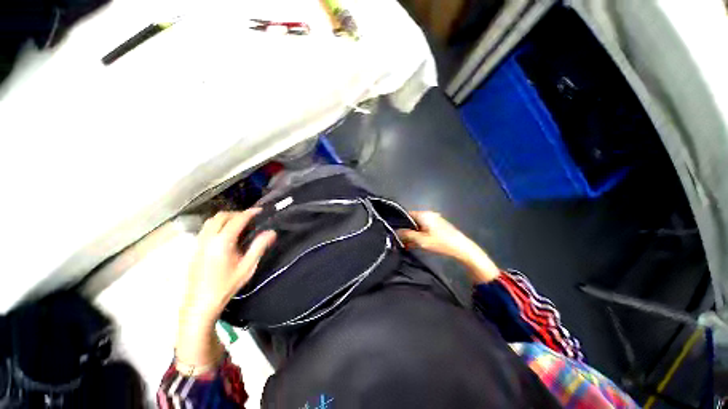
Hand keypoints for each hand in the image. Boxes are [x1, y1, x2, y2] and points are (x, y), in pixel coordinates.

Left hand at [176, 209, 275, 370]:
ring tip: (239, 224)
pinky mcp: (195, 248)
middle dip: (237, 213)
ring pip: (211, 221)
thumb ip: (259, 247)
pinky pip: (207, 228)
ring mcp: (199, 243)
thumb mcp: (247, 267)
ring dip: (226, 218)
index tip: (260, 210)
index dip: (249, 213)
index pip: (237, 220)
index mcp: (222, 242)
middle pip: (221, 216)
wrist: (200, 303)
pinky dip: (218, 224)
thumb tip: (271, 232)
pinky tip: (226, 235)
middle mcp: (208, 238)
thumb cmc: (226, 286)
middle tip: (250, 218)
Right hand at [397, 211, 499, 282]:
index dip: (399, 222)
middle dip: (405, 230)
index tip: (394, 231)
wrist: (461, 248)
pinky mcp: (438, 226)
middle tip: (399, 240)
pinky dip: (419, 235)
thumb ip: (407, 235)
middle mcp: (428, 215)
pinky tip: (415, 244)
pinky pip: (424, 229)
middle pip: (412, 221)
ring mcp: (434, 220)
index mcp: (424, 215)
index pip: (406, 215)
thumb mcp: (421, 240)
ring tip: (406, 244)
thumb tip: (396, 232)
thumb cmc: (440, 242)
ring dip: (412, 235)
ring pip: (418, 226)